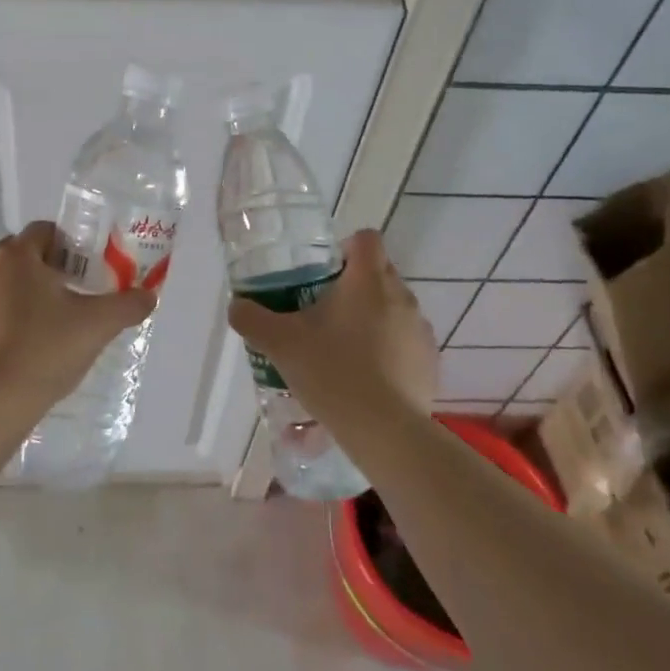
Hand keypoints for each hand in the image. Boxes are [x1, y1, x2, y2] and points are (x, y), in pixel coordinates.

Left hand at [0, 222, 157, 399]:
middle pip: (14, 258)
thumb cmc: (47, 350)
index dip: (65, 245)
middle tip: (62, 300)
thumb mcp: (97, 326)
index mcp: (17, 257)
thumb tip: (149, 296)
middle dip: (36, 272)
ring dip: (9, 300)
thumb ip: (128, 305)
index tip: (80, 270)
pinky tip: (3, 356)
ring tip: (33, 333)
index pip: (42, 231)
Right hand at [226, 230, 435, 421]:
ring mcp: (421, 331)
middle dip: (355, 286)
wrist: (384, 431)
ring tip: (344, 349)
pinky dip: (390, 351)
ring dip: (374, 318)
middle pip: (380, 273)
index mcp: (367, 281)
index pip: (366, 239)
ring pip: (395, 309)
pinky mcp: (431, 363)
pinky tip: (368, 378)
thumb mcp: (280, 344)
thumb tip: (238, 306)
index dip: (346, 246)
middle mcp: (402, 297)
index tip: (325, 270)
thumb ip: (253, 319)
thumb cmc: (332, 372)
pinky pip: (407, 343)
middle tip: (324, 311)